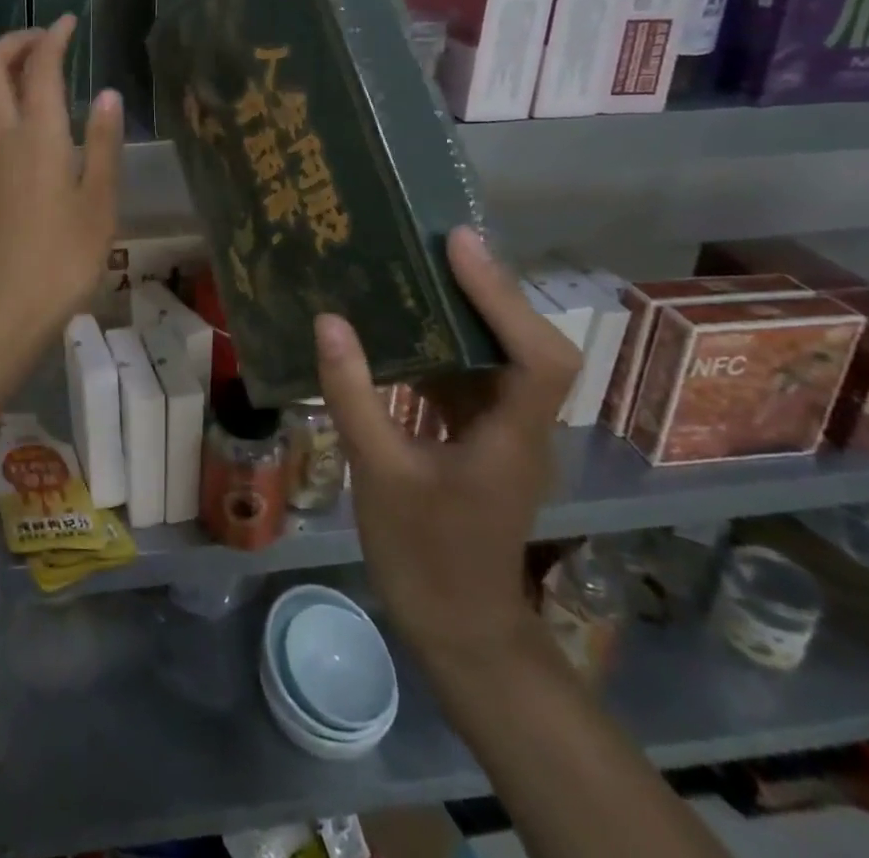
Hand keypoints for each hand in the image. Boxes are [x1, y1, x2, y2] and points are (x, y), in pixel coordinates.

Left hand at [0, 17, 122, 361]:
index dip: (52, 37)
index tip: (68, 22)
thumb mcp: (100, 201)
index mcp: (38, 136)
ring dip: (1, 67)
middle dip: (13, 42)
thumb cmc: (65, 257)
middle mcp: (2, 136)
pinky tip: (24, 118)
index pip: (39, 67)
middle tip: (45, 38)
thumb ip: (102, 143)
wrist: (8, 307)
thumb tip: (107, 94)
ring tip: (34, 68)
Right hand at [316, 227, 578, 672]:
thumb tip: (329, 321)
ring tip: (418, 267)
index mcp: (512, 435)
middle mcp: (521, 425)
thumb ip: (354, 395)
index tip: (459, 245)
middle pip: (526, 343)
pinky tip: (402, 328)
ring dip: (466, 311)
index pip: (538, 354)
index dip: (502, 294)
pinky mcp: (481, 439)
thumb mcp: (378, 472)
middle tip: (435, 242)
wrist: (458, 626)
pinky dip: (443, 345)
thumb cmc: (425, 554)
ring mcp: (503, 432)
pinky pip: (469, 377)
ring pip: (498, 357)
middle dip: (486, 289)